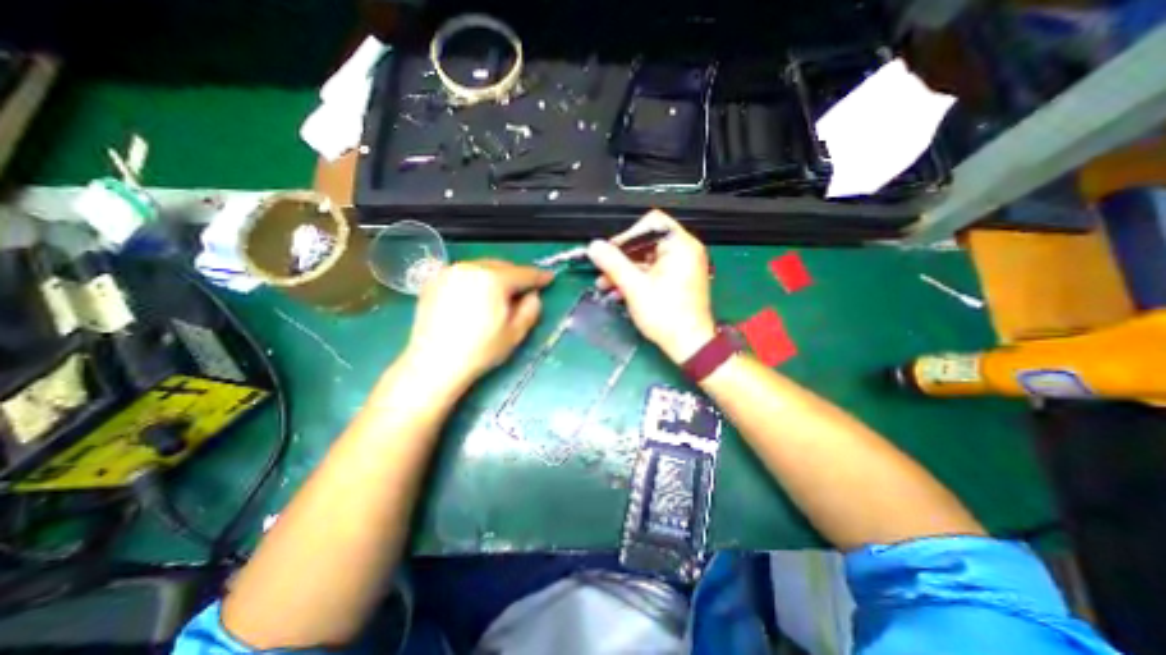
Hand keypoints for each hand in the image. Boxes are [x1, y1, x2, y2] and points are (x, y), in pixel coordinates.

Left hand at [402, 259, 551, 393]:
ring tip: (500, 294)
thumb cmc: (480, 350)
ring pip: (482, 267)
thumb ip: (531, 309)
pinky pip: (464, 274)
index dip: (539, 277)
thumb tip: (533, 295)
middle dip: (516, 276)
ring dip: (496, 276)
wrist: (434, 363)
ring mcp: (450, 272)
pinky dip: (476, 280)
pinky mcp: (434, 281)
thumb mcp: (515, 333)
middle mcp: (471, 268)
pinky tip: (477, 296)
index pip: (523, 273)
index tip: (549, 278)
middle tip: (524, 290)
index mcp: (493, 279)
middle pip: (502, 266)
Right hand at [589, 209, 716, 361]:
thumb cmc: (666, 315)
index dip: (627, 235)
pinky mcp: (678, 280)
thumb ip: (613, 263)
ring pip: (647, 259)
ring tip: (606, 285)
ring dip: (625, 271)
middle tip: (604, 272)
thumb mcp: (634, 287)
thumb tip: (594, 246)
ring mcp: (683, 266)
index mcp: (680, 246)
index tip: (611, 252)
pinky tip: (620, 292)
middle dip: (621, 258)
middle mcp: (685, 251)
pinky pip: (653, 272)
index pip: (651, 223)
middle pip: (647, 242)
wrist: (689, 345)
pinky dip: (637, 279)